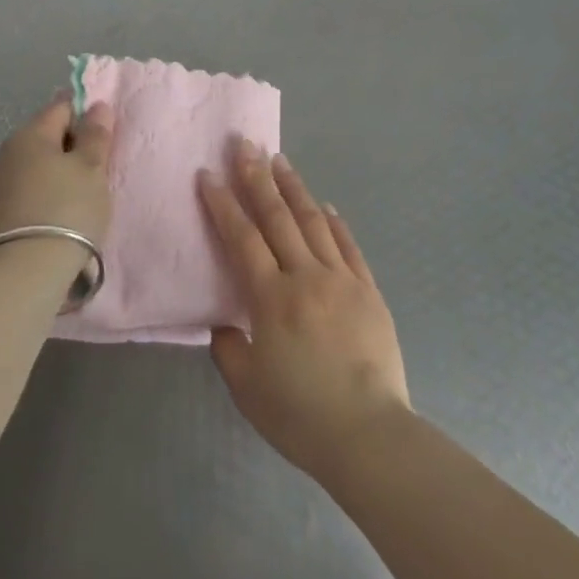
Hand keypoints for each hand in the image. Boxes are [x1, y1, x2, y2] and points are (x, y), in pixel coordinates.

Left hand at [0, 95, 114, 261]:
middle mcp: (6, 152)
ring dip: (57, 173)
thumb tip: (96, 106)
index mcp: (29, 133)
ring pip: (35, 165)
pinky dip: (44, 194)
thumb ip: (95, 134)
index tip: (104, 140)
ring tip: (80, 196)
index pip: (61, 107)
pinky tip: (60, 214)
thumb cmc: (67, 209)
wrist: (26, 273)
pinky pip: (27, 190)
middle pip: (46, 136)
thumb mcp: (92, 168)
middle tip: (97, 170)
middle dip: (71, 147)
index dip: (86, 117)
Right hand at [200, 141, 409, 480]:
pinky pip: (348, 246)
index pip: (242, 239)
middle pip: (277, 217)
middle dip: (257, 178)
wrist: (369, 433)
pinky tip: (325, 205)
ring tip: (280, 160)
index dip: (223, 204)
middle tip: (245, 144)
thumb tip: (224, 322)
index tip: (209, 174)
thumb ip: (229, 349)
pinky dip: (335, 222)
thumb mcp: (248, 389)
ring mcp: (341, 279)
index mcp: (272, 299)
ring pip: (313, 221)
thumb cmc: (301, 415)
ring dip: (294, 188)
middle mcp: (306, 277)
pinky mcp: (368, 289)